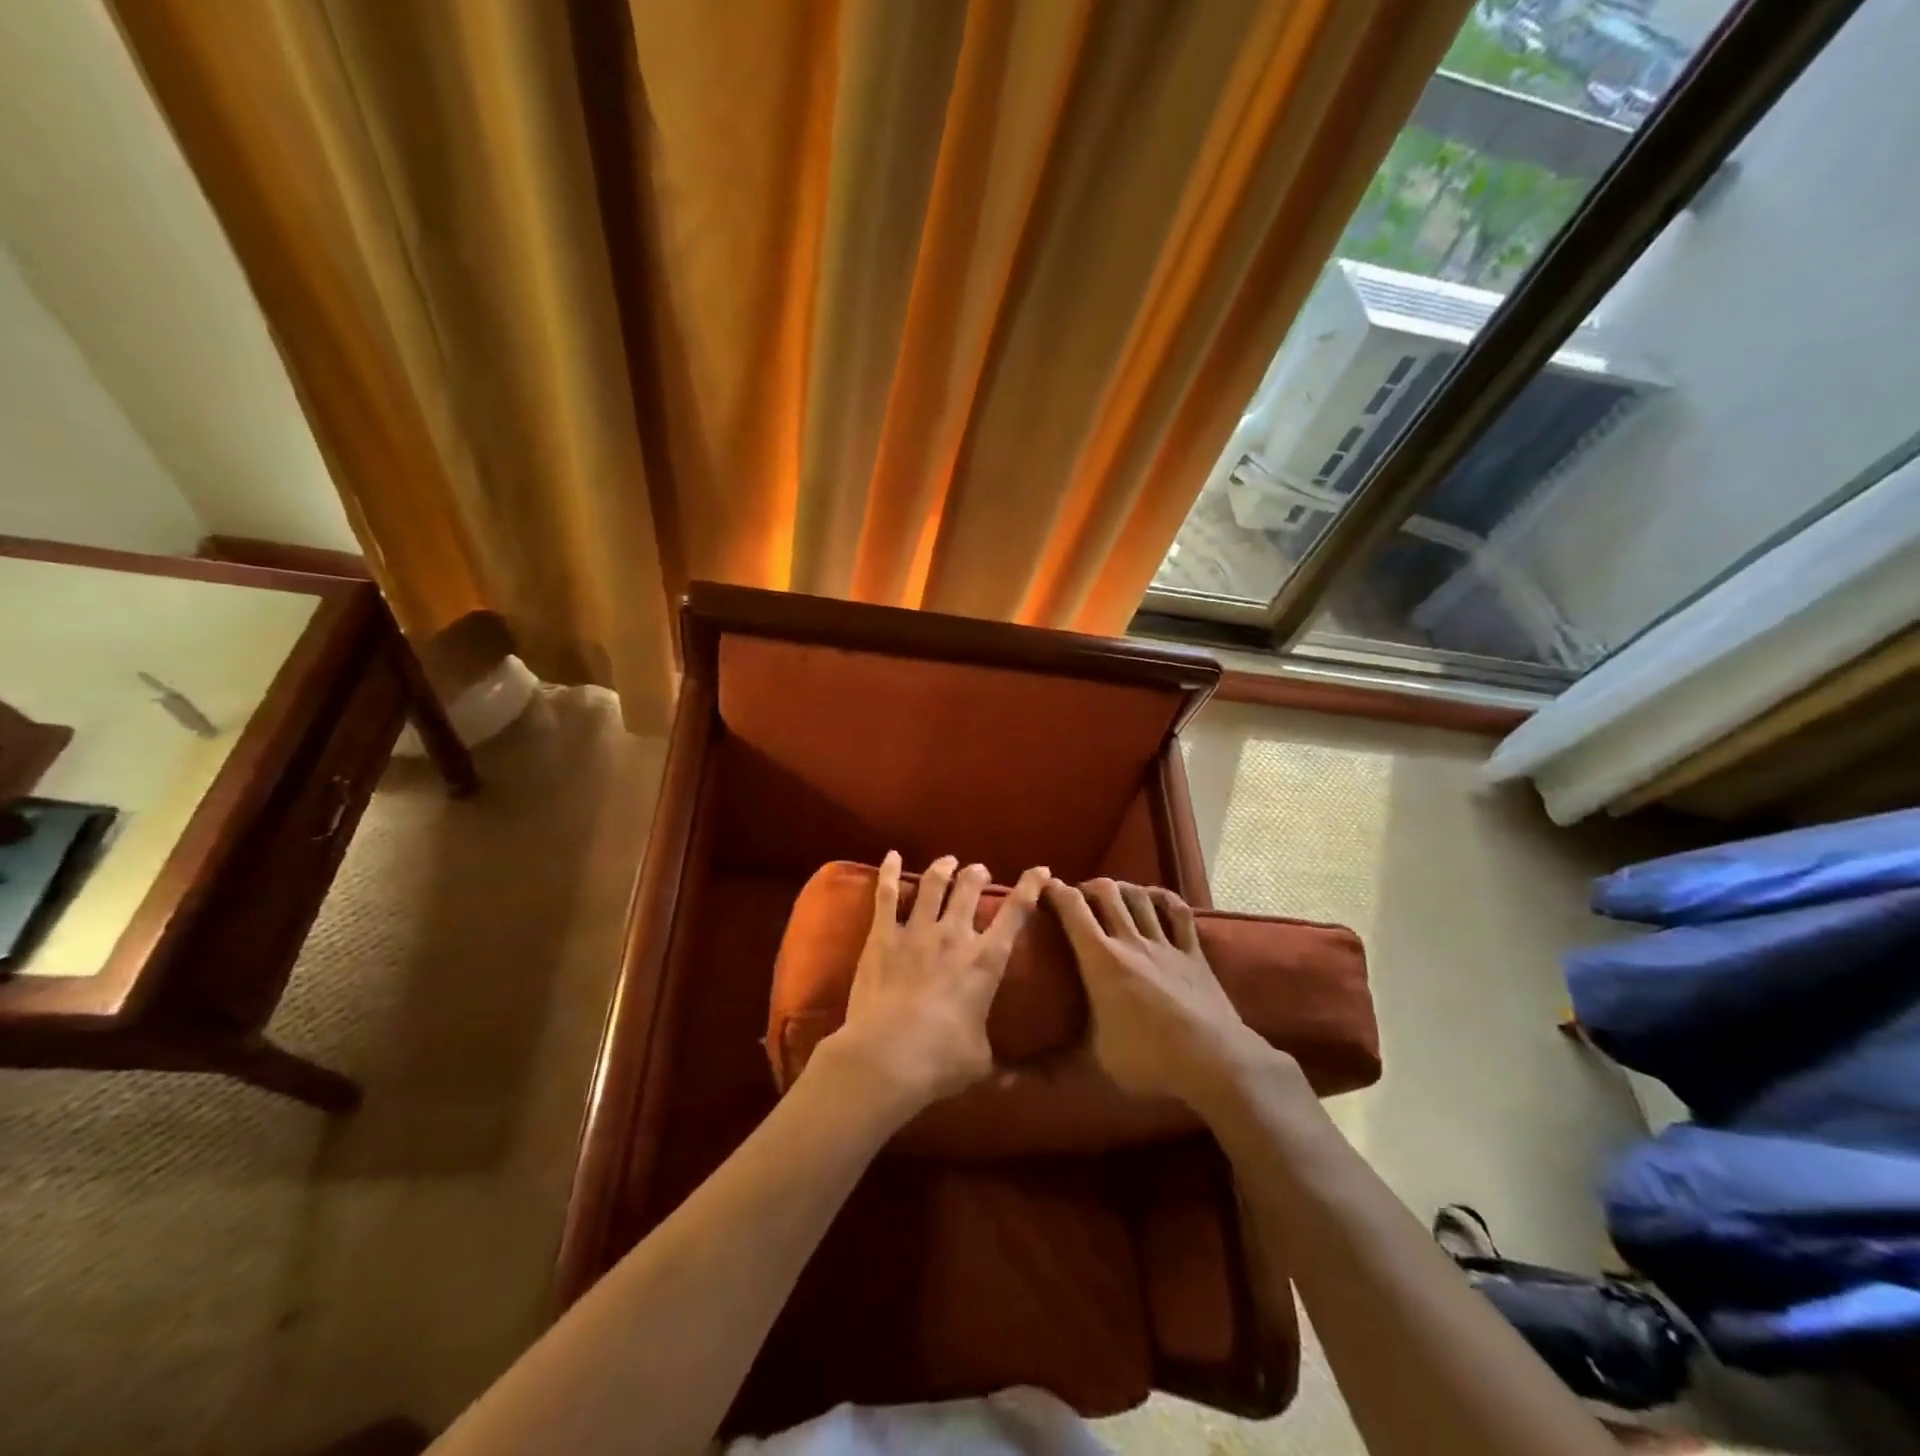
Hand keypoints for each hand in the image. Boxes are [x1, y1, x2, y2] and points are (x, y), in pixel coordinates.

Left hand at [816, 851, 1049, 1117]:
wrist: (887, 1057)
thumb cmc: (940, 1062)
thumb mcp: (981, 1060)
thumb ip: (993, 1050)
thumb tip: (1013, 1076)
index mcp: (986, 961)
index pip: (1015, 913)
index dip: (1030, 887)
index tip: (1040, 871)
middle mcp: (954, 936)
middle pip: (969, 889)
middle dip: (977, 874)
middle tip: (978, 871)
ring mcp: (916, 932)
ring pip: (934, 885)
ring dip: (943, 868)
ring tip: (947, 861)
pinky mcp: (882, 936)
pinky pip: (887, 895)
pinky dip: (891, 872)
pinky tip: (892, 855)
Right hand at [1045, 878, 1283, 1107]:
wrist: (1215, 1061)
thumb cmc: (1149, 1061)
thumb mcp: (1096, 1063)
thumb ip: (1059, 1062)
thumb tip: (1016, 1082)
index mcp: (1101, 961)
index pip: (1073, 910)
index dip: (1055, 892)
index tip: (1044, 887)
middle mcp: (1131, 942)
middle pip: (1107, 893)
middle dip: (1088, 887)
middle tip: (1079, 898)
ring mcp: (1165, 944)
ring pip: (1140, 897)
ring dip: (1123, 888)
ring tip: (1113, 894)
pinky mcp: (1193, 953)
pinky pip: (1179, 913)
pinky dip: (1165, 899)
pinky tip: (1155, 898)